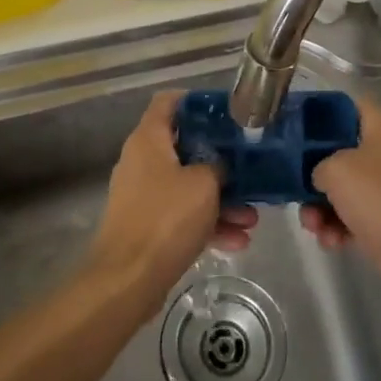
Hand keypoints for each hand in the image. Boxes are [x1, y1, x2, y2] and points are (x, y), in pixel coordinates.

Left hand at [87, 92, 257, 297]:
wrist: (128, 279)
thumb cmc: (166, 218)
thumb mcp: (204, 184)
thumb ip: (217, 166)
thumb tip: (220, 167)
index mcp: (149, 140)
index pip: (168, 102)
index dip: (196, 101)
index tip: (225, 111)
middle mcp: (142, 161)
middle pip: (184, 148)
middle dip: (220, 161)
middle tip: (249, 168)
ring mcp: (143, 196)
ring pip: (187, 187)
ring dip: (220, 200)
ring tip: (252, 217)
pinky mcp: (148, 226)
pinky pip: (182, 216)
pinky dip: (207, 225)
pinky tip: (238, 241)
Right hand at [303, 95, 380, 293]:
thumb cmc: (380, 195)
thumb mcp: (336, 169)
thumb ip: (317, 165)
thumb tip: (321, 178)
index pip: (348, 107)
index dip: (321, 115)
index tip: (296, 131)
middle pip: (340, 154)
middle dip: (314, 176)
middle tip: (297, 190)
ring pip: (344, 190)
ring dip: (321, 209)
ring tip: (313, 226)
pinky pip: (354, 217)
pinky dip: (339, 228)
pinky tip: (331, 241)